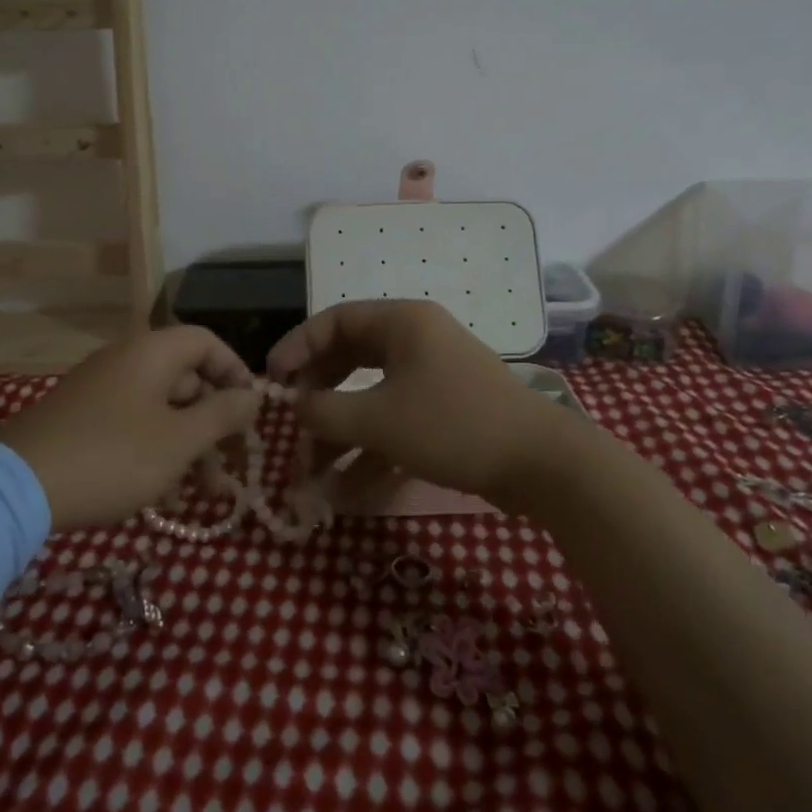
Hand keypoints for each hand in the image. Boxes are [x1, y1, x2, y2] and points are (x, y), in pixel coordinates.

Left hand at [0, 326, 258, 530]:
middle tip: (231, 466)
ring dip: (188, 446)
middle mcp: (126, 361)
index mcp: (152, 352)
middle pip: (186, 379)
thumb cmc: (113, 457)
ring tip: (203, 494)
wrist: (17, 489)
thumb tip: (253, 395)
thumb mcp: (179, 440)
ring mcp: (100, 390)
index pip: (207, 342)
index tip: (250, 412)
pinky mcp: (80, 419)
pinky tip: (162, 496)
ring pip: (161, 409)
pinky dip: (155, 452)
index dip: (235, 372)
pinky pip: (132, 425)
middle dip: (214, 424)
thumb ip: (223, 414)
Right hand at [266, 300, 569, 508]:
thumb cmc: (452, 425)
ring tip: (310, 471)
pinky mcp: (445, 411)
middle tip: (291, 422)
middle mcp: (416, 340)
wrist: (541, 465)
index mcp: (402, 322)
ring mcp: (432, 376)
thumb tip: (293, 408)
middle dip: (317, 395)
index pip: (335, 321)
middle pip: (350, 358)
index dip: (297, 347)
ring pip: (370, 395)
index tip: (270, 380)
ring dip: (340, 431)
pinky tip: (346, 490)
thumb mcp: (378, 419)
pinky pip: (395, 420)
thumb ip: (325, 411)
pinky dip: (371, 448)